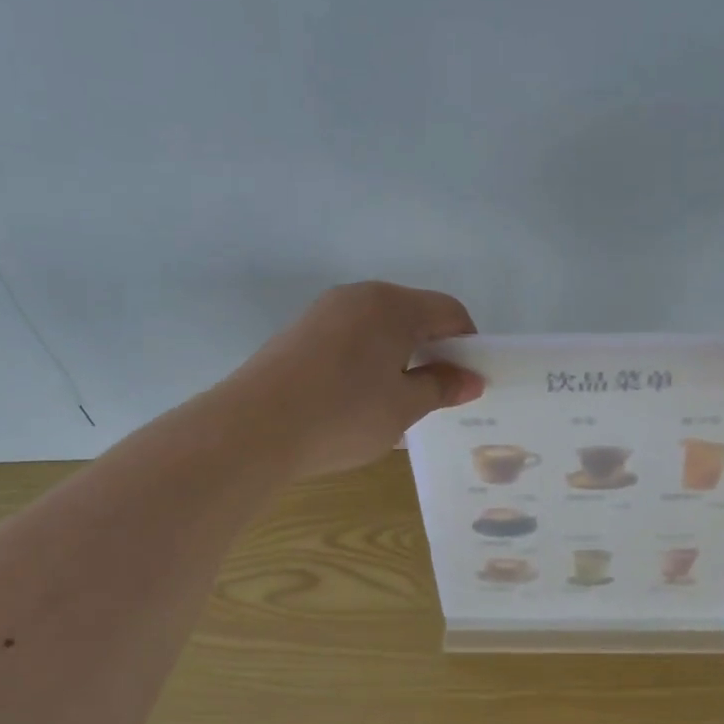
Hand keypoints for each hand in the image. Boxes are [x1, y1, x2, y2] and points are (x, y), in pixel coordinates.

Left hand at [231, 281, 484, 476]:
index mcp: (393, 305)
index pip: (449, 311)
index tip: (466, 381)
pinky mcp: (298, 332)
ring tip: (394, 401)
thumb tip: (470, 380)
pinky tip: (356, 399)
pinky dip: (366, 360)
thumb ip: (441, 387)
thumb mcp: (403, 407)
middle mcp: (359, 296)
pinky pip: (349, 337)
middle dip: (432, 350)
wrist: (252, 428)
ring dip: (397, 357)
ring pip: (378, 327)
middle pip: (412, 314)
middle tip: (434, 394)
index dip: (467, 344)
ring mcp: (324, 311)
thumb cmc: (343, 414)